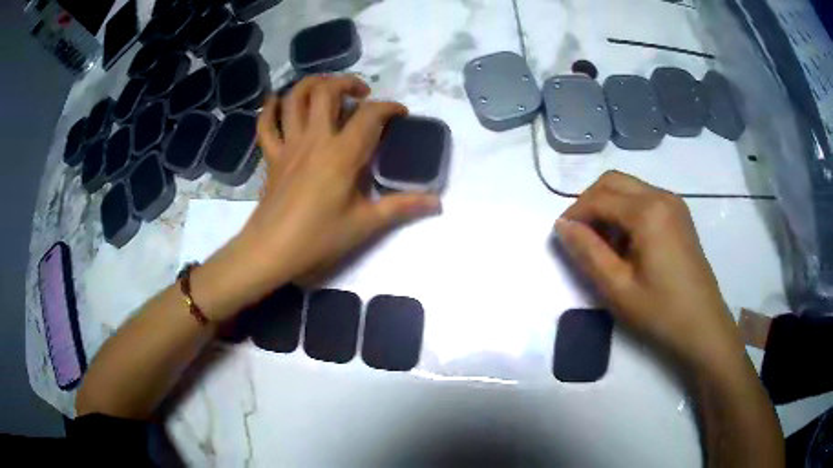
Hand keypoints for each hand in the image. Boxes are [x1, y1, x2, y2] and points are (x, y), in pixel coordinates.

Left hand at [230, 75, 439, 299]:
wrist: (272, 251)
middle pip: (326, 91)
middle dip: (346, 82)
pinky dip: (271, 108)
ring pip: (295, 98)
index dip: (389, 107)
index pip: (370, 115)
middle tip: (360, 94)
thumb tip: (438, 202)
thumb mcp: (365, 223)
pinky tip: (279, 102)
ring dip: (311, 84)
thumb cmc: (319, 238)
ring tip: (325, 89)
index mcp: (342, 154)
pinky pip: (266, 124)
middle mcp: (314, 139)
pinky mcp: (271, 156)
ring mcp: (289, 145)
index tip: (400, 114)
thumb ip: (402, 207)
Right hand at [555, 171, 743, 372]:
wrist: (703, 327)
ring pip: (629, 188)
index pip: (599, 198)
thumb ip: (587, 252)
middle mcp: (662, 196)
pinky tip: (626, 243)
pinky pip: (644, 200)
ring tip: (602, 244)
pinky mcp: (679, 216)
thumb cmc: (660, 312)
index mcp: (648, 211)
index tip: (561, 237)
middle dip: (589, 203)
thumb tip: (562, 225)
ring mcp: (674, 204)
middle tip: (578, 236)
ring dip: (608, 207)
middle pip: (613, 181)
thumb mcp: (617, 288)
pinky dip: (626, 212)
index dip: (575, 213)